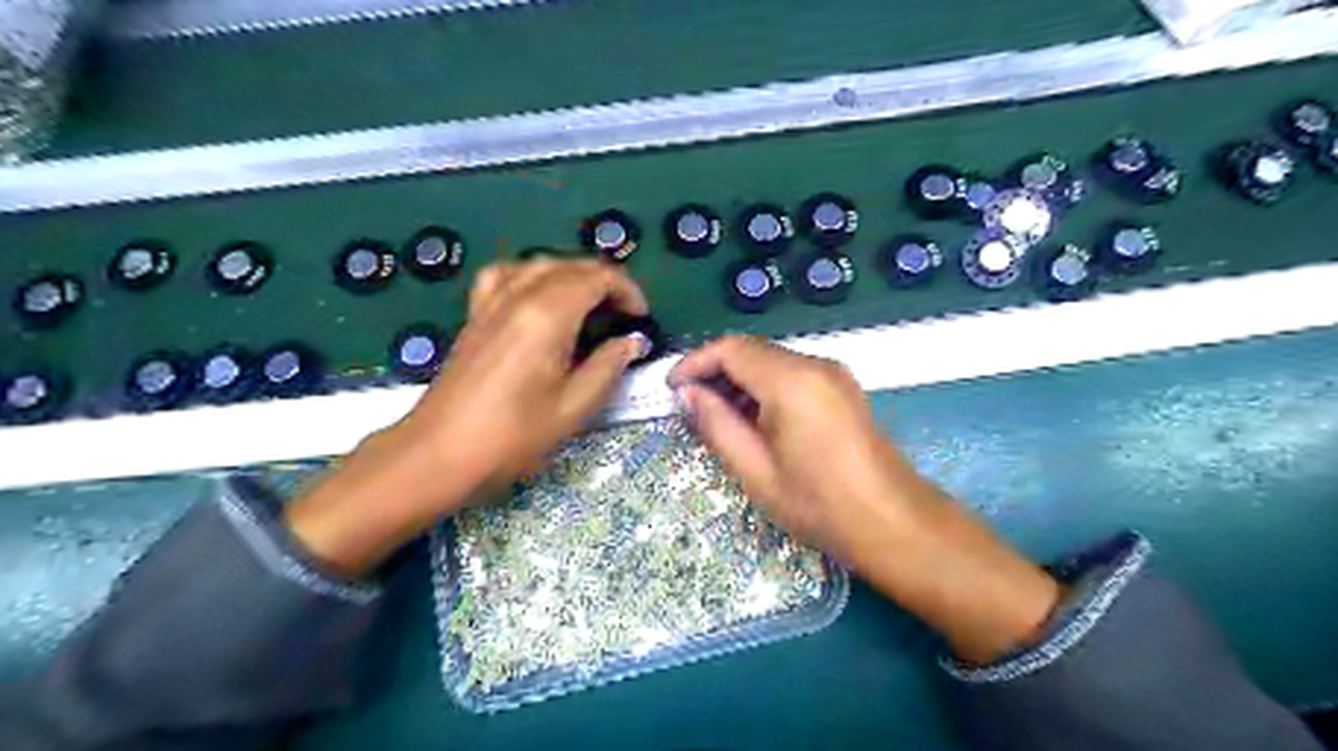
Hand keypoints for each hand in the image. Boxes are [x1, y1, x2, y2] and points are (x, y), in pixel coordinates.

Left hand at [285, 262, 650, 576]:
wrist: (440, 453)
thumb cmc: (512, 436)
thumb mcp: (573, 407)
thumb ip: (608, 366)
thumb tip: (632, 341)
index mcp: (547, 315)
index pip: (597, 277)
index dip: (627, 290)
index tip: (641, 318)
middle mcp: (519, 295)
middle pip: (571, 265)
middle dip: (605, 282)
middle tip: (624, 315)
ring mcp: (492, 302)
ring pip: (540, 264)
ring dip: (573, 275)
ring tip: (590, 304)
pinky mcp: (476, 315)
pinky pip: (506, 274)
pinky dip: (531, 275)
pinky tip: (538, 297)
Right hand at [669, 334, 920, 562]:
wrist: (894, 523)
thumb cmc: (819, 505)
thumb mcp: (756, 471)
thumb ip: (717, 425)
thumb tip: (688, 394)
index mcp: (792, 381)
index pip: (731, 349)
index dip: (695, 362)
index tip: (671, 388)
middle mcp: (815, 364)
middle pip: (752, 350)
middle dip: (715, 370)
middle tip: (689, 405)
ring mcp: (834, 373)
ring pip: (771, 360)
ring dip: (739, 379)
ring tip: (716, 416)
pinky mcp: (842, 387)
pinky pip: (792, 373)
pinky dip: (764, 386)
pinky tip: (753, 418)